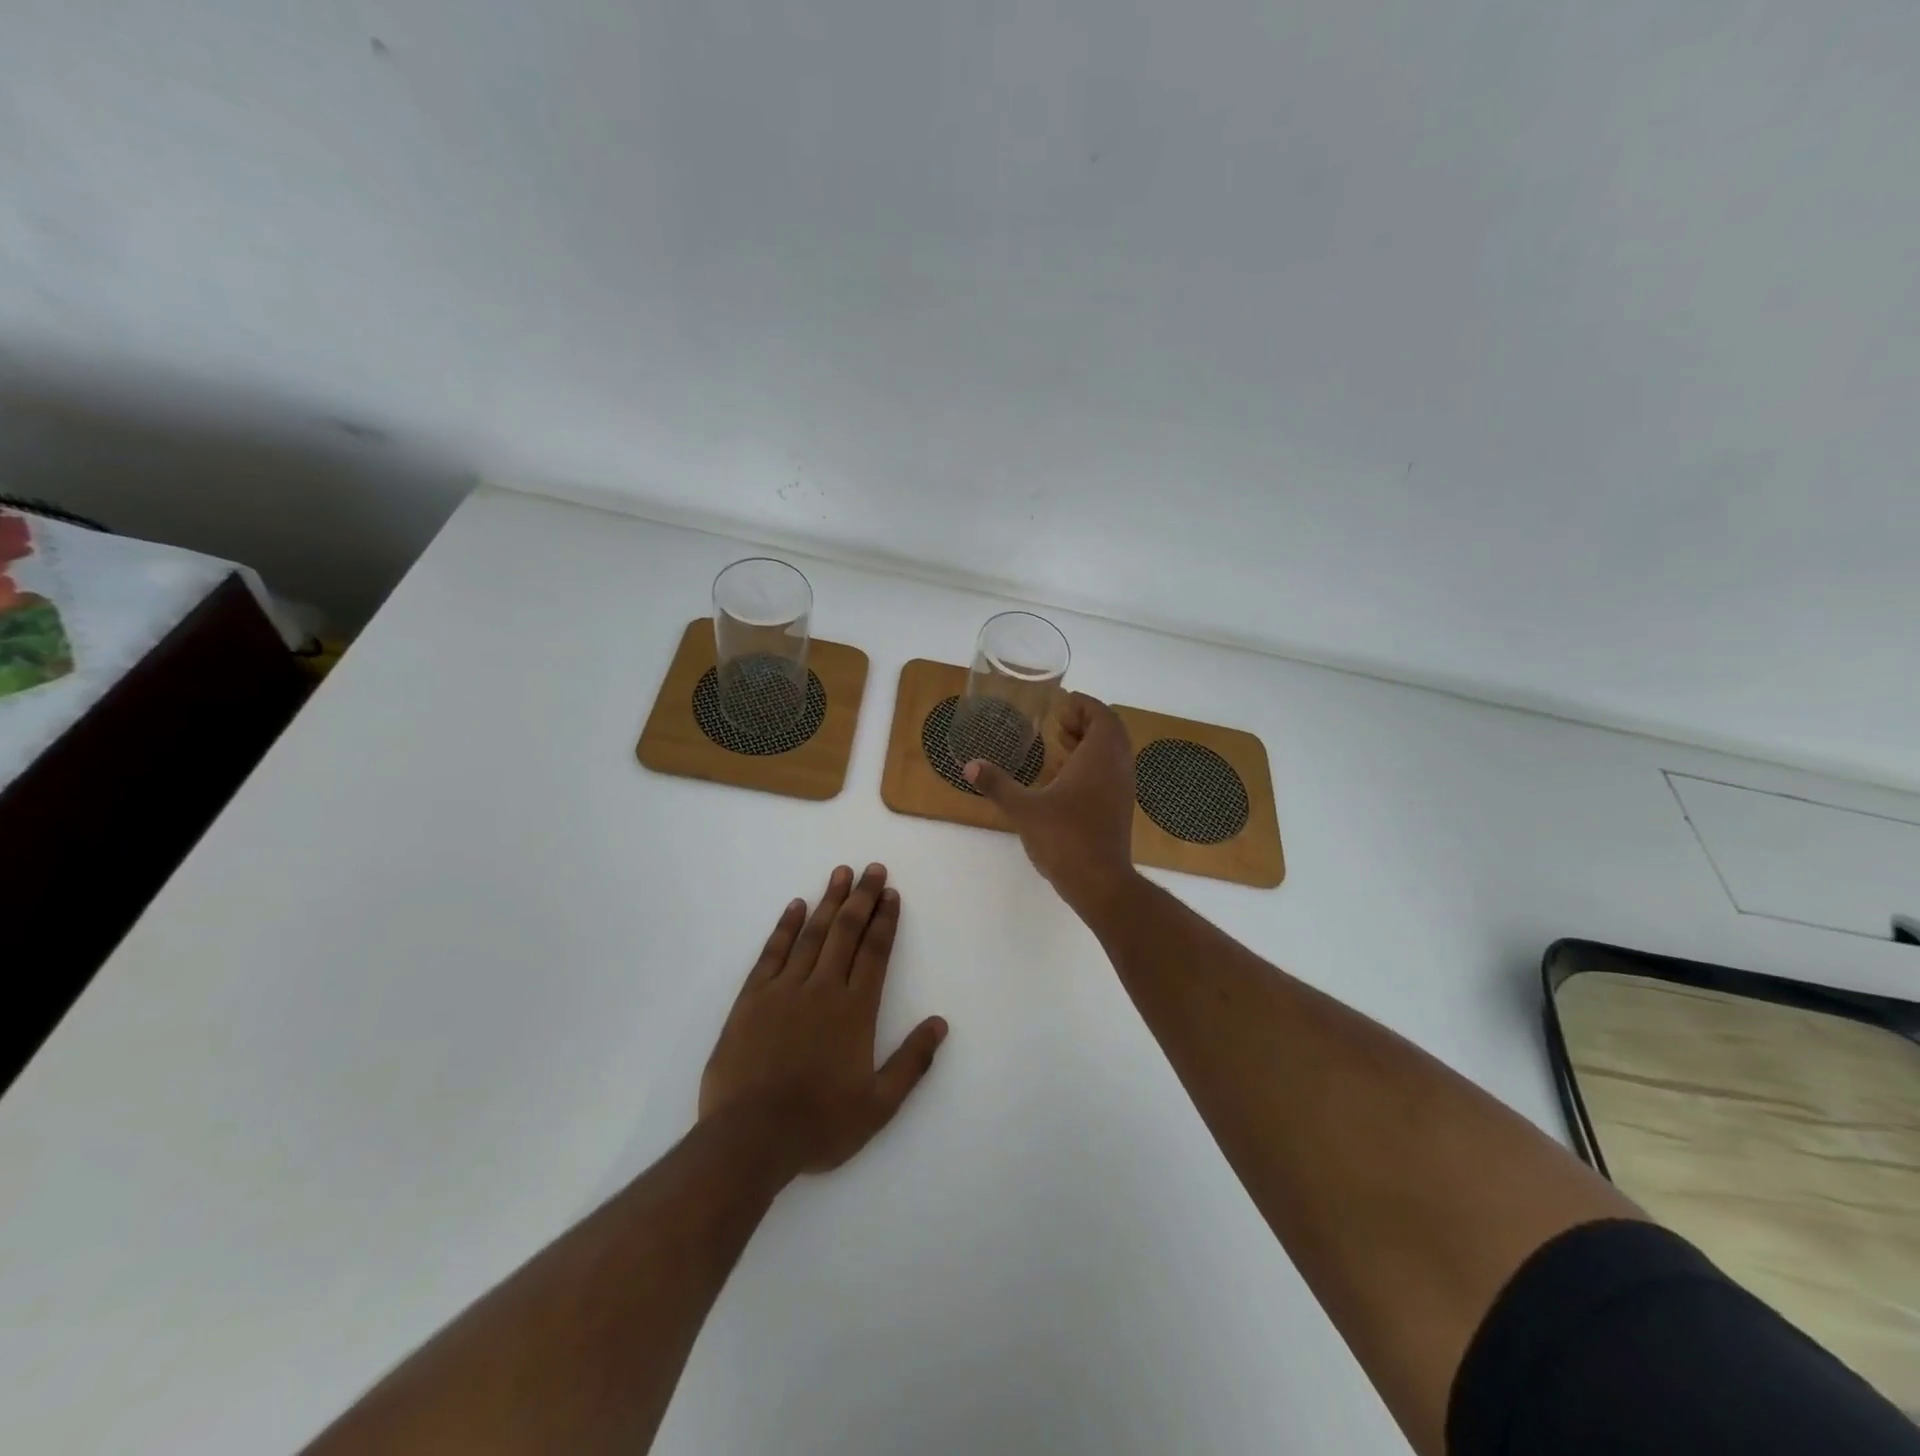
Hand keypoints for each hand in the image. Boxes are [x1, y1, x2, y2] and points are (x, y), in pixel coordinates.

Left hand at [699, 864, 947, 1176]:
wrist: (750, 1139)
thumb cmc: (819, 1125)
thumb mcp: (879, 1105)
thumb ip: (912, 1061)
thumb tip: (940, 1023)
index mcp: (855, 1010)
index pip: (875, 952)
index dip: (885, 920)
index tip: (891, 893)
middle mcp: (822, 988)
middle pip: (846, 932)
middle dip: (862, 898)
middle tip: (872, 869)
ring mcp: (784, 989)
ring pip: (812, 934)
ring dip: (829, 901)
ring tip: (841, 874)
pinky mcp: (752, 998)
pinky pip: (772, 952)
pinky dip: (785, 926)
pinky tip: (795, 906)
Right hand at [965, 692, 1139, 917]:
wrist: (1100, 882)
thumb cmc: (1065, 838)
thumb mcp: (1024, 809)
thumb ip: (998, 785)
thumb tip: (969, 766)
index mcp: (1100, 757)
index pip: (1102, 716)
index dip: (1085, 705)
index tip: (1062, 704)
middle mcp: (1117, 768)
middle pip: (1111, 732)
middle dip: (1086, 722)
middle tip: (1058, 723)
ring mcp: (1122, 790)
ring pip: (1113, 754)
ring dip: (1090, 744)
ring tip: (1059, 747)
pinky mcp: (1120, 810)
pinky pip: (1110, 774)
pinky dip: (1092, 767)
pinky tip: (1064, 781)